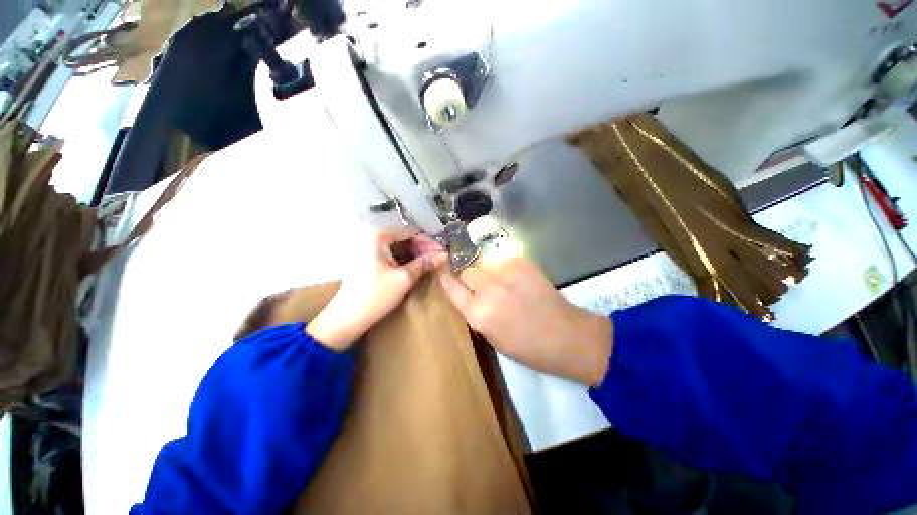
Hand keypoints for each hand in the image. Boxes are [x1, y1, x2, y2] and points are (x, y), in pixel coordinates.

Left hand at [307, 228, 446, 349]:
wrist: (347, 318)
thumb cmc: (376, 295)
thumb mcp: (404, 277)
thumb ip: (425, 263)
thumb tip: (444, 254)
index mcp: (378, 236)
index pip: (410, 233)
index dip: (428, 242)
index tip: (443, 252)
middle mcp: (372, 237)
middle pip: (404, 239)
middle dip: (422, 249)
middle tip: (438, 260)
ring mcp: (369, 249)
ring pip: (399, 248)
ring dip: (415, 255)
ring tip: (430, 264)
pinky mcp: (369, 260)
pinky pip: (392, 255)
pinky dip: (405, 260)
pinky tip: (416, 268)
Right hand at [440, 256, 612, 385]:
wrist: (566, 336)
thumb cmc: (528, 348)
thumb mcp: (492, 338)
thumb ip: (476, 314)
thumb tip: (468, 295)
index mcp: (478, 314)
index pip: (452, 287)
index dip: (447, 279)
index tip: (445, 275)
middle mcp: (488, 290)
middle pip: (467, 271)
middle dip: (471, 278)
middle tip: (483, 286)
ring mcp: (506, 273)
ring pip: (485, 264)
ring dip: (488, 273)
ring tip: (503, 283)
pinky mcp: (522, 263)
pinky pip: (504, 262)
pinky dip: (506, 270)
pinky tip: (517, 281)